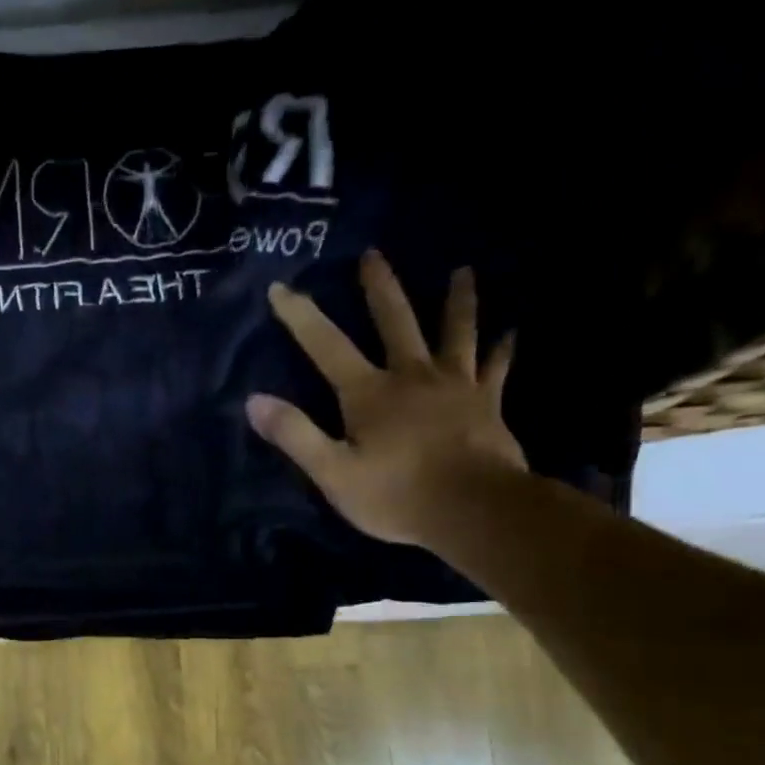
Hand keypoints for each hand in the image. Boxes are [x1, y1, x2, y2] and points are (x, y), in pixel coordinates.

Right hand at [246, 250, 524, 546]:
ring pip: (455, 332)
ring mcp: (456, 386)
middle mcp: (412, 376)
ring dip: (457, 301)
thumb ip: (295, 434)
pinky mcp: (487, 403)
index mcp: (369, 392)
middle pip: (396, 321)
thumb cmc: (396, 494)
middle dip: (380, 288)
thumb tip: (254, 400)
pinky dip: (501, 349)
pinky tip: (511, 332)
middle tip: (373, 255)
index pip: (326, 345)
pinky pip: (496, 368)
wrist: (475, 510)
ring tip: (463, 272)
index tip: (281, 287)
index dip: (300, 316)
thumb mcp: (332, 471)